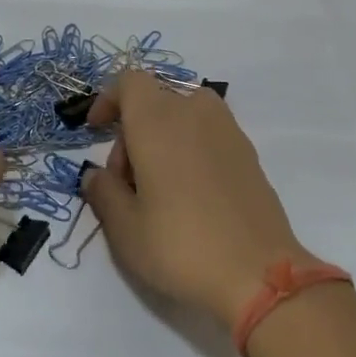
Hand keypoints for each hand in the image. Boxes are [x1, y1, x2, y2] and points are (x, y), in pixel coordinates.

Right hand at [82, 71, 315, 328]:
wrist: (259, 274)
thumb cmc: (181, 246)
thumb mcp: (125, 229)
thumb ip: (103, 193)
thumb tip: (96, 175)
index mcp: (157, 121)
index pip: (130, 81)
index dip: (109, 99)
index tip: (96, 131)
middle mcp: (194, 113)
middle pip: (154, 101)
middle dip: (131, 132)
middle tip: (126, 184)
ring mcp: (227, 130)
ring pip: (183, 115)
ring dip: (163, 138)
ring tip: (158, 187)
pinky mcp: (249, 153)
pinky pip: (208, 134)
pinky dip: (191, 149)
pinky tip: (191, 195)